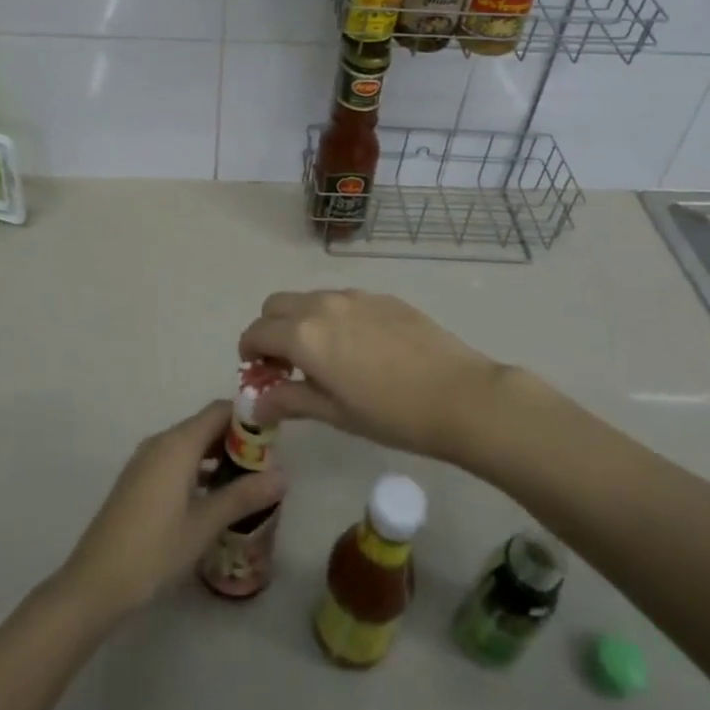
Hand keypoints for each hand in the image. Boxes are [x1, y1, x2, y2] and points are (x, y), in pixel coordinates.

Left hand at [55, 402, 286, 621]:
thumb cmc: (154, 549)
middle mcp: (161, 442)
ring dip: (218, 455)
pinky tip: (214, 496)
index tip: (273, 439)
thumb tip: (283, 475)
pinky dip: (198, 468)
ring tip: (247, 481)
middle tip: (266, 465)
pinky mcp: (138, 479)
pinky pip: (176, 460)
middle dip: (236, 439)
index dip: (248, 418)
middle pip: (205, 425)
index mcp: (178, 443)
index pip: (220, 411)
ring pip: (190, 443)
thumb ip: (243, 496)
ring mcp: (146, 460)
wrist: (95, 582)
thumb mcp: (204, 524)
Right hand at [239, 289, 503, 462]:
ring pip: (309, 298)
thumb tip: (256, 401)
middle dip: (270, 330)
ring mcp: (355, 296)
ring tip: (323, 356)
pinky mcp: (381, 296)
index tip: (258, 372)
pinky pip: (341, 299)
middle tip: (286, 363)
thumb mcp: (334, 413)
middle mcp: (323, 305)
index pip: (257, 331)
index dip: (249, 351)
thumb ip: (289, 399)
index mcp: (304, 334)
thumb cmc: (391, 414)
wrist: (460, 395)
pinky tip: (359, 348)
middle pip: (276, 305)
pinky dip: (332, 317)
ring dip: (300, 320)